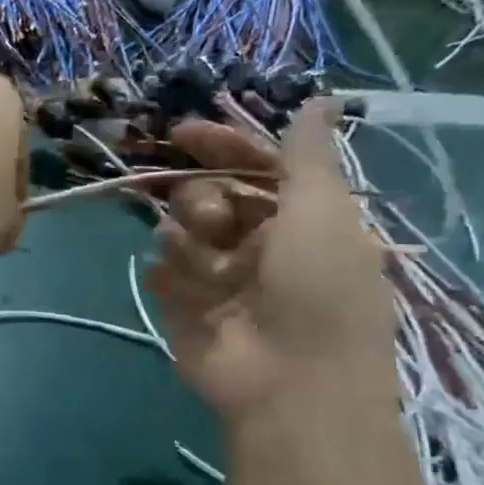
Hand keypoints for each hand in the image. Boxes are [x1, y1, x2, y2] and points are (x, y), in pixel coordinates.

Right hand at [146, 100, 393, 417]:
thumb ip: (307, 154)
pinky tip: (185, 289)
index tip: (180, 134)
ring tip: (206, 266)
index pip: (252, 167)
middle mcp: (255, 243)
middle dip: (203, 199)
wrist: (291, 386)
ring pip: (179, 229)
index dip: (220, 145)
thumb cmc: (318, 291)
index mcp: (297, 220)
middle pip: (209, 194)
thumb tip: (318, 98)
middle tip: (212, 224)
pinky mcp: (184, 306)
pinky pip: (161, 269)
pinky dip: (171, 273)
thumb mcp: (321, 210)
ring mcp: (217, 276)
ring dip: (188, 238)